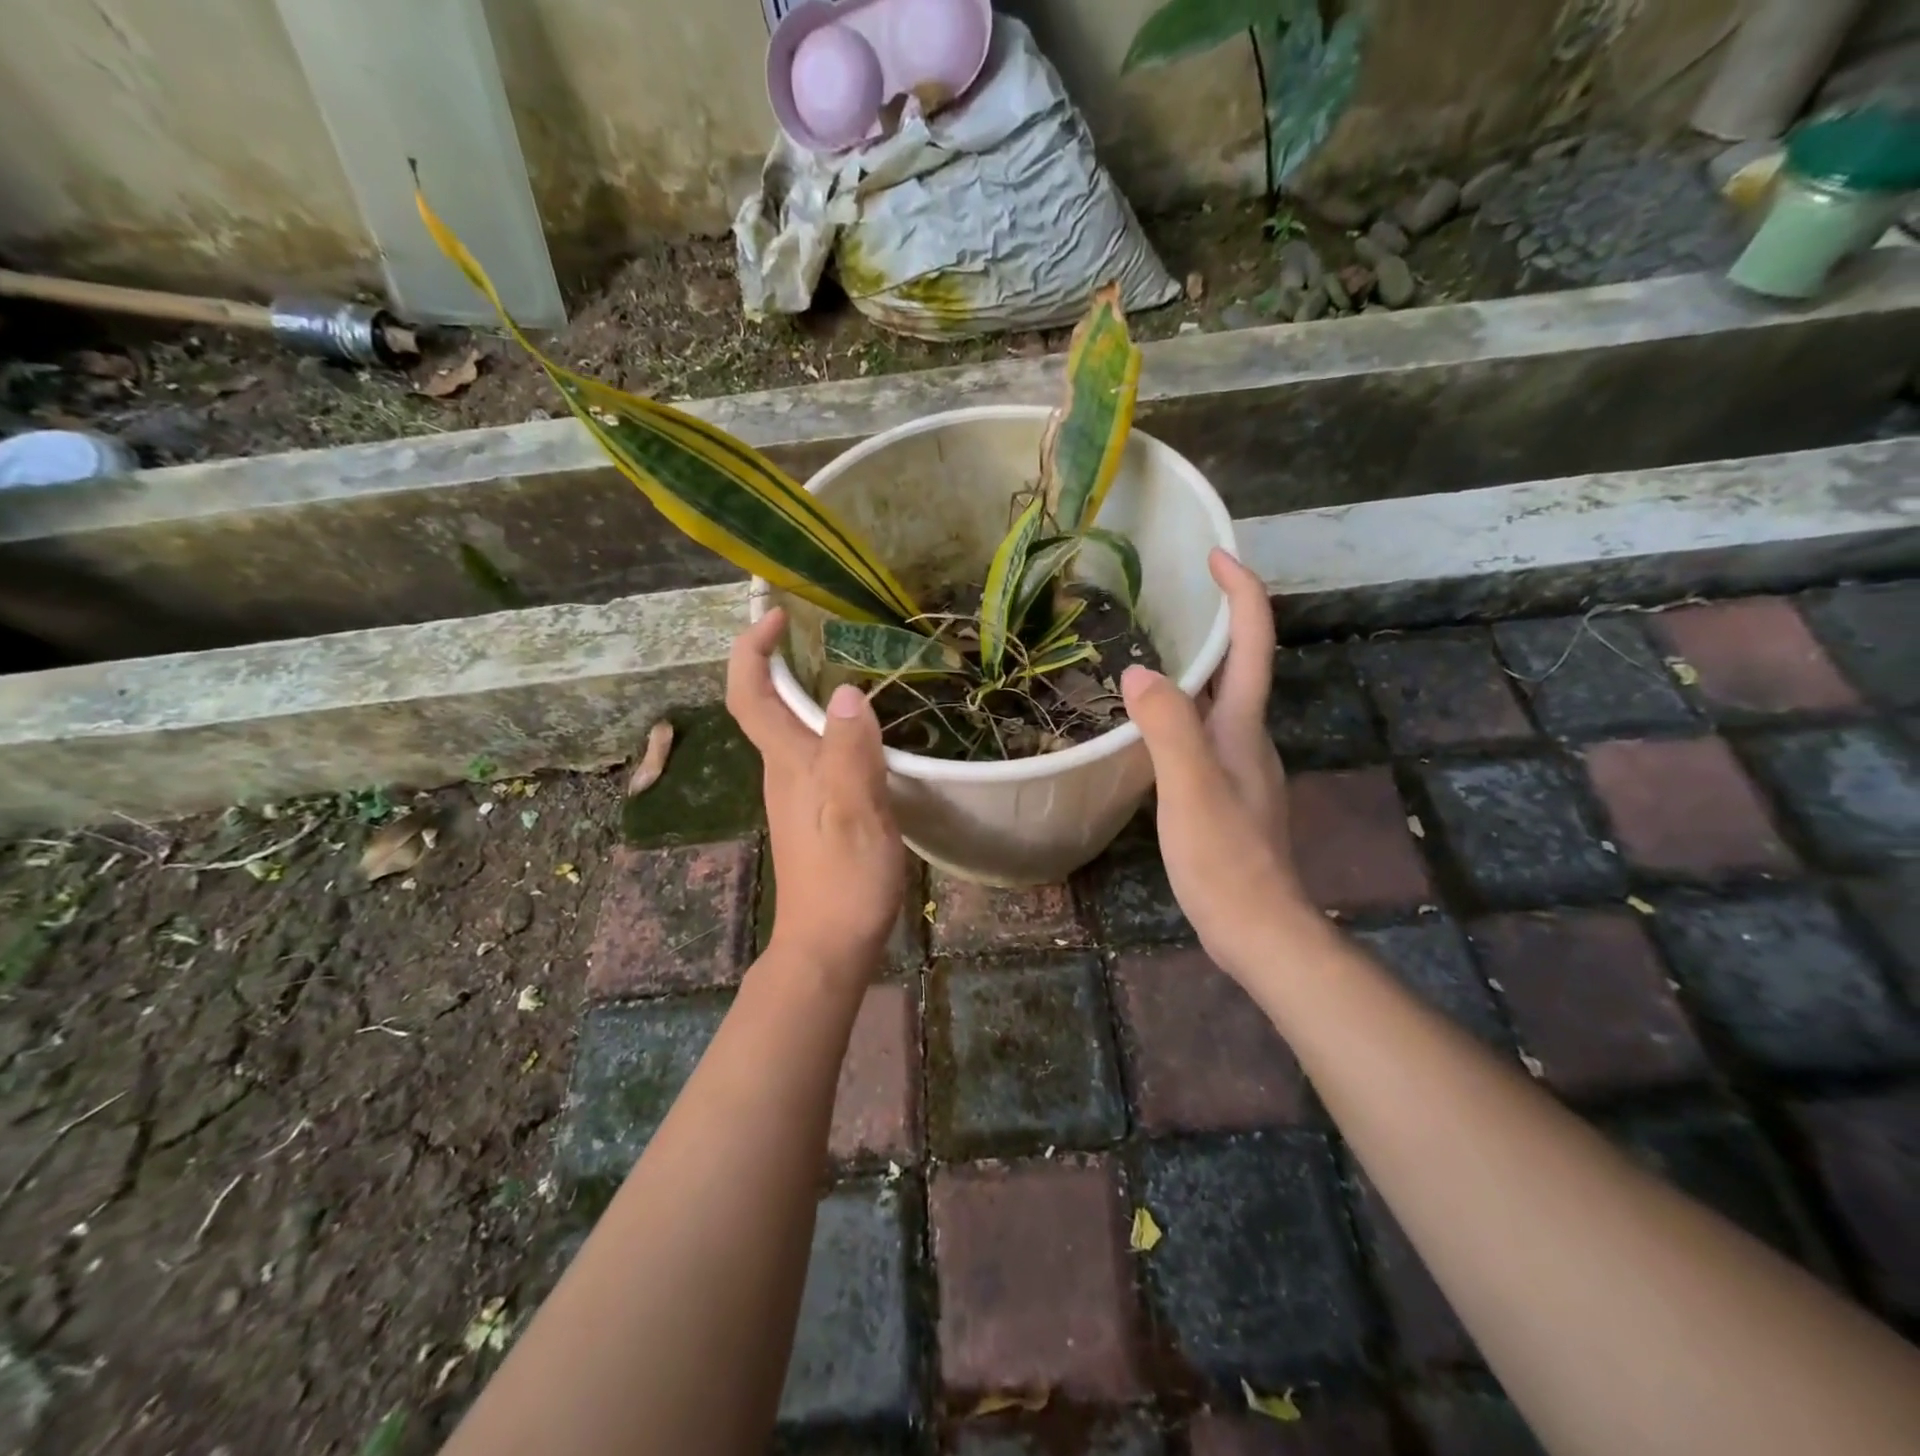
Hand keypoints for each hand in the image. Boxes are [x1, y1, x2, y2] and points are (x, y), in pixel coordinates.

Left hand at [727, 609, 905, 979]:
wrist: (829, 944)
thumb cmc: (843, 878)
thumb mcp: (855, 809)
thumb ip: (851, 750)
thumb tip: (849, 692)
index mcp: (788, 763)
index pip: (751, 695)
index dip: (751, 651)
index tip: (774, 616)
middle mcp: (783, 771)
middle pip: (766, 705)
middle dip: (780, 660)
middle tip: (821, 630)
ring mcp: (797, 794)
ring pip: (791, 729)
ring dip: (806, 691)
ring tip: (852, 668)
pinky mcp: (815, 812)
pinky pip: (815, 753)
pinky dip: (830, 726)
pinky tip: (864, 731)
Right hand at [1120, 549, 1316, 973]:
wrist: (1256, 927)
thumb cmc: (1225, 858)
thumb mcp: (1189, 789)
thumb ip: (1168, 729)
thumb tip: (1138, 672)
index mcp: (1243, 726)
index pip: (1253, 644)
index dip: (1241, 594)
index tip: (1215, 555)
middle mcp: (1248, 737)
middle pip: (1241, 666)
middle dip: (1218, 621)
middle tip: (1172, 595)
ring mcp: (1240, 766)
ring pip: (1221, 700)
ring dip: (1198, 665)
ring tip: (1152, 648)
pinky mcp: (1226, 792)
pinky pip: (1205, 731)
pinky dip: (1183, 708)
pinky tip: (1152, 724)